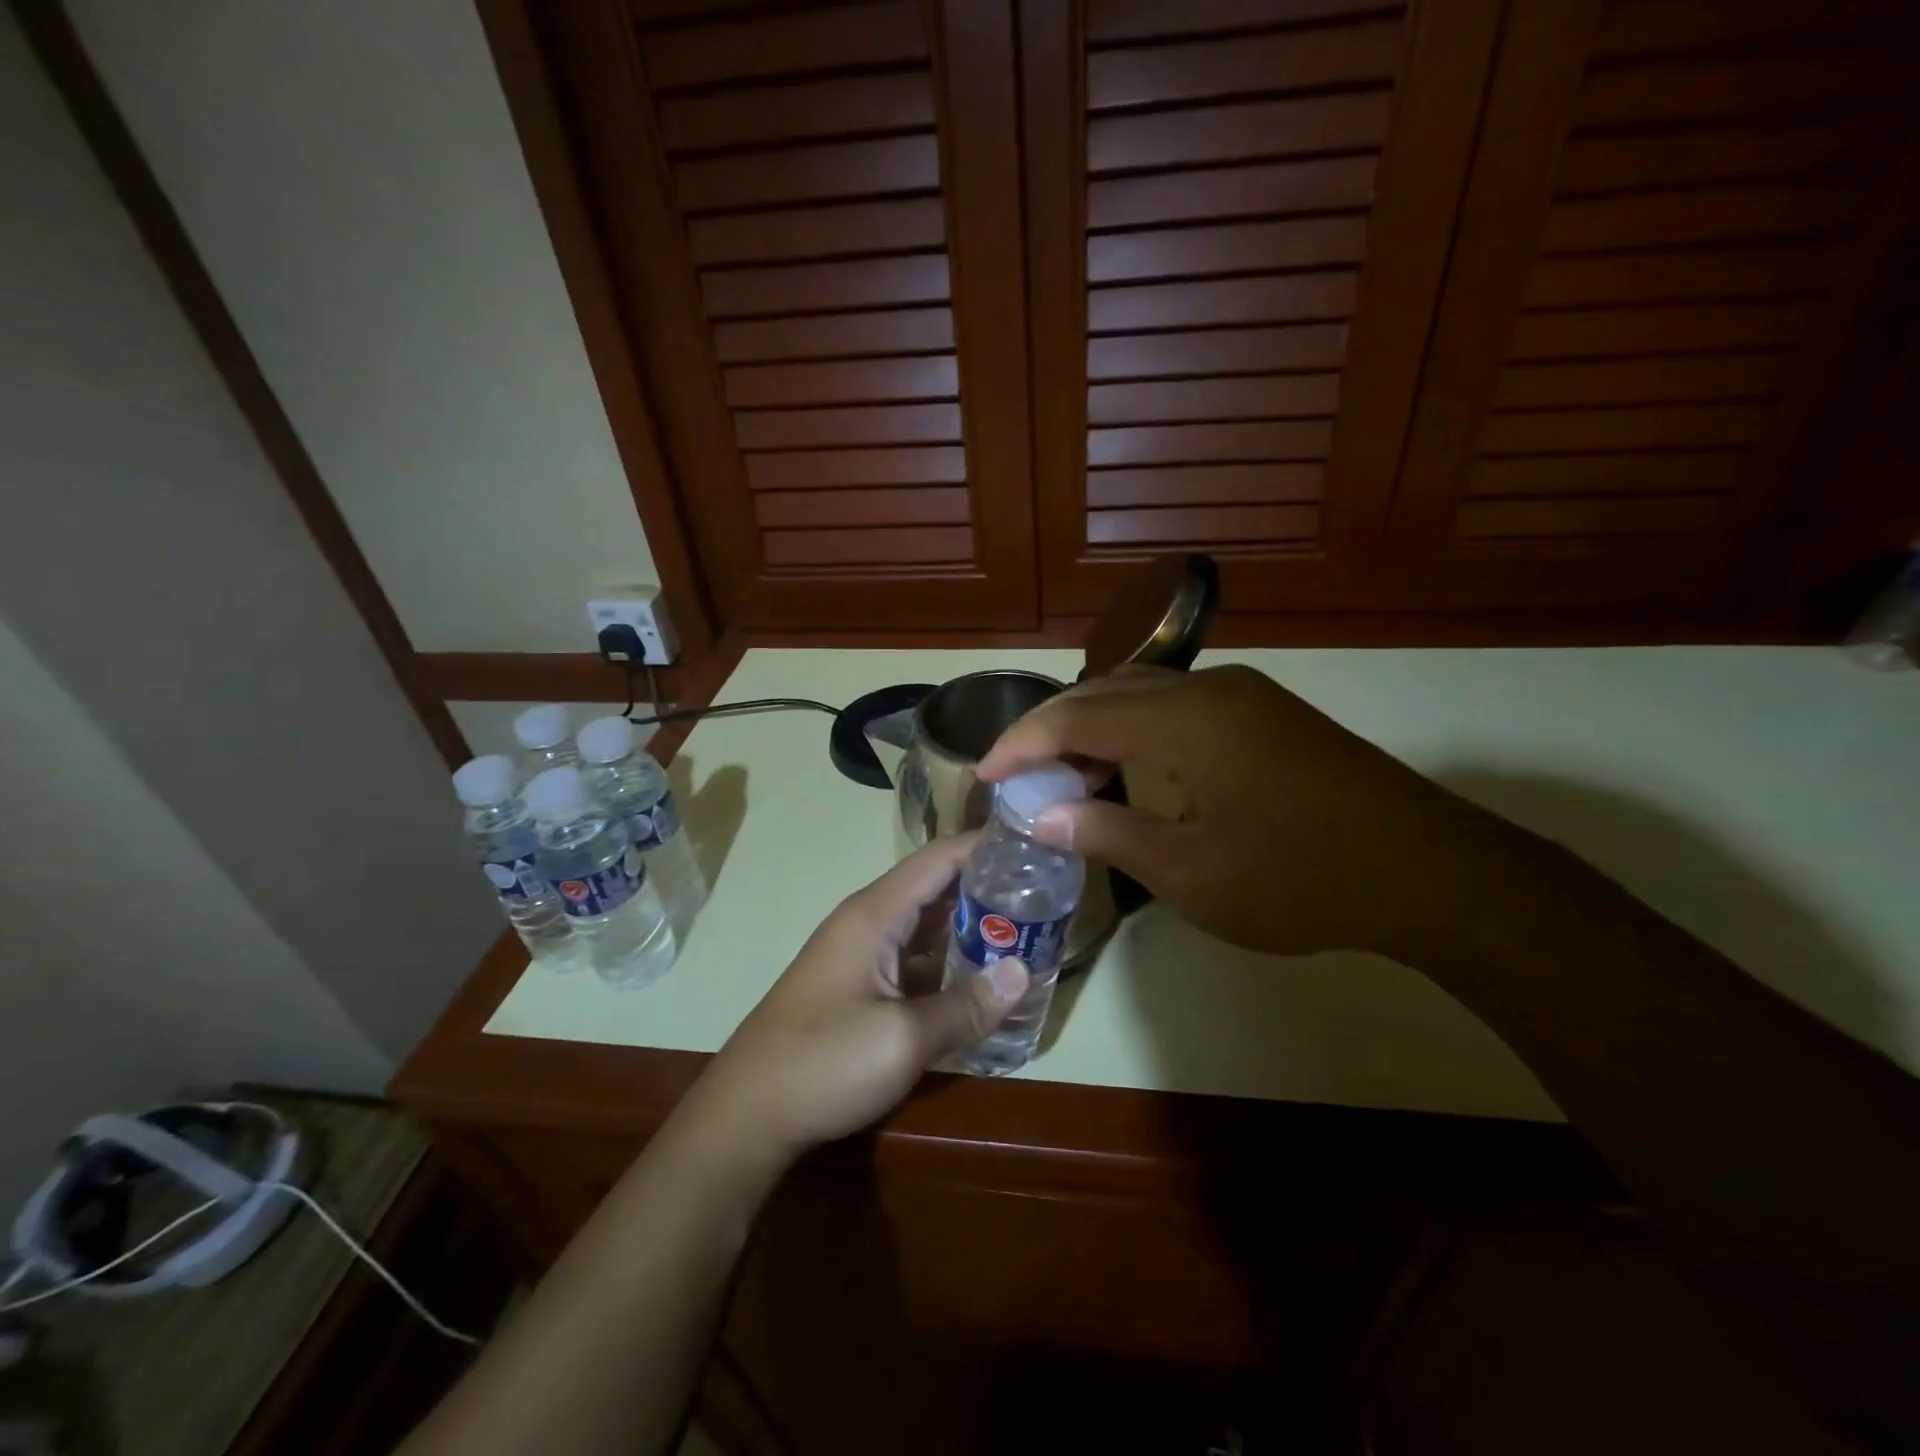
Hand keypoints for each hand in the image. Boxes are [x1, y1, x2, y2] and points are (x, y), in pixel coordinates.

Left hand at [692, 836, 1028, 1162]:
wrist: (745, 1115)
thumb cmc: (822, 1063)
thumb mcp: (903, 1039)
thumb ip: (966, 1005)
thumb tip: (1022, 972)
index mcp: (875, 914)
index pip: (938, 858)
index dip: (984, 845)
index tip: (1034, 844)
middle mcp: (867, 921)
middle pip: (934, 887)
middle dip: (986, 886)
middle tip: (1043, 893)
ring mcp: (860, 953)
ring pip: (925, 924)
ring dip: (969, 925)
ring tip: (1025, 929)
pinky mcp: (857, 984)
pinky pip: (912, 956)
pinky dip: (947, 958)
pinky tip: (980, 977)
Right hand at [977, 665, 1482, 959]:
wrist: (1430, 872)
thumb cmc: (1301, 880)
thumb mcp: (1190, 873)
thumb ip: (1107, 833)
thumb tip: (1041, 816)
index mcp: (1185, 720)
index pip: (1076, 715)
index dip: (1021, 743)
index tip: (983, 774)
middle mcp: (1208, 688)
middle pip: (1103, 692)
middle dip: (1050, 731)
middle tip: (1016, 776)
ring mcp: (1241, 695)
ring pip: (1140, 695)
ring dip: (1093, 729)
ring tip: (1064, 780)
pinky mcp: (1263, 713)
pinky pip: (1176, 707)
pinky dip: (1134, 732)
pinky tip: (1126, 771)